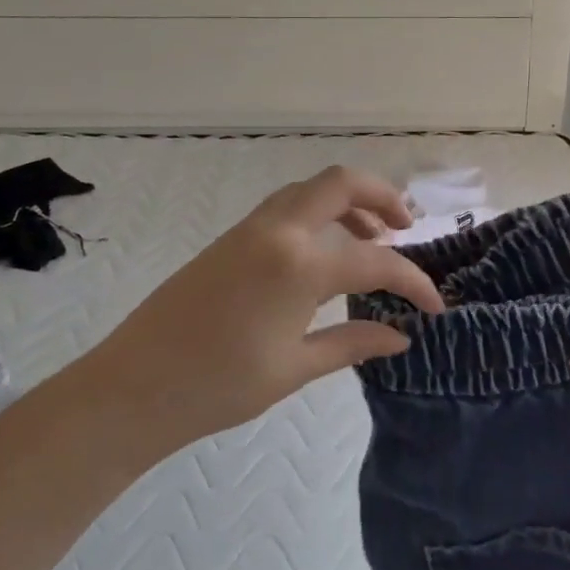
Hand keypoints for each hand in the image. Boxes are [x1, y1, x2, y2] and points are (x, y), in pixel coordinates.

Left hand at [83, 166, 443, 448]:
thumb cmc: (219, 386)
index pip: (376, 262)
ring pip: (309, 190)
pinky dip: (316, 214)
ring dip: (347, 202)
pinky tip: (323, 252)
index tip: (434, 306)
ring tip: (370, 237)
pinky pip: (284, 208)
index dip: (413, 282)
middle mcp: (278, 231)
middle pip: (341, 183)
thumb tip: (401, 336)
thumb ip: (352, 341)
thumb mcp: (295, 367)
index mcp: (299, 264)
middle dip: (382, 196)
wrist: (134, 385)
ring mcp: (249, 229)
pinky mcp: (230, 239)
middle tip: (405, 228)